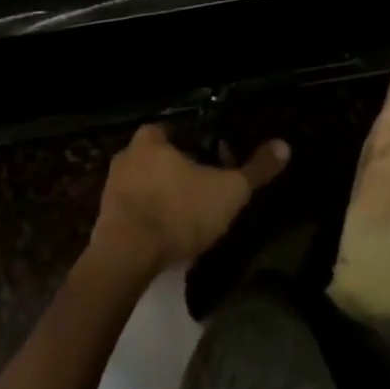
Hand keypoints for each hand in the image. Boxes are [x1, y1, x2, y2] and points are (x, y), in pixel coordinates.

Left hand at [92, 125, 290, 272]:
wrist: (127, 256)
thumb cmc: (179, 211)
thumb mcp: (229, 191)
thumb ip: (256, 169)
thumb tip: (284, 145)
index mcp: (151, 138)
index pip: (179, 132)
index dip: (200, 147)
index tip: (217, 166)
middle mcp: (126, 155)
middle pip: (161, 158)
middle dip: (181, 173)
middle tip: (205, 193)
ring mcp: (111, 187)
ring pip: (146, 185)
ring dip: (165, 197)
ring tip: (189, 219)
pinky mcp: (105, 217)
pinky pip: (134, 210)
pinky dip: (150, 218)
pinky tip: (167, 236)